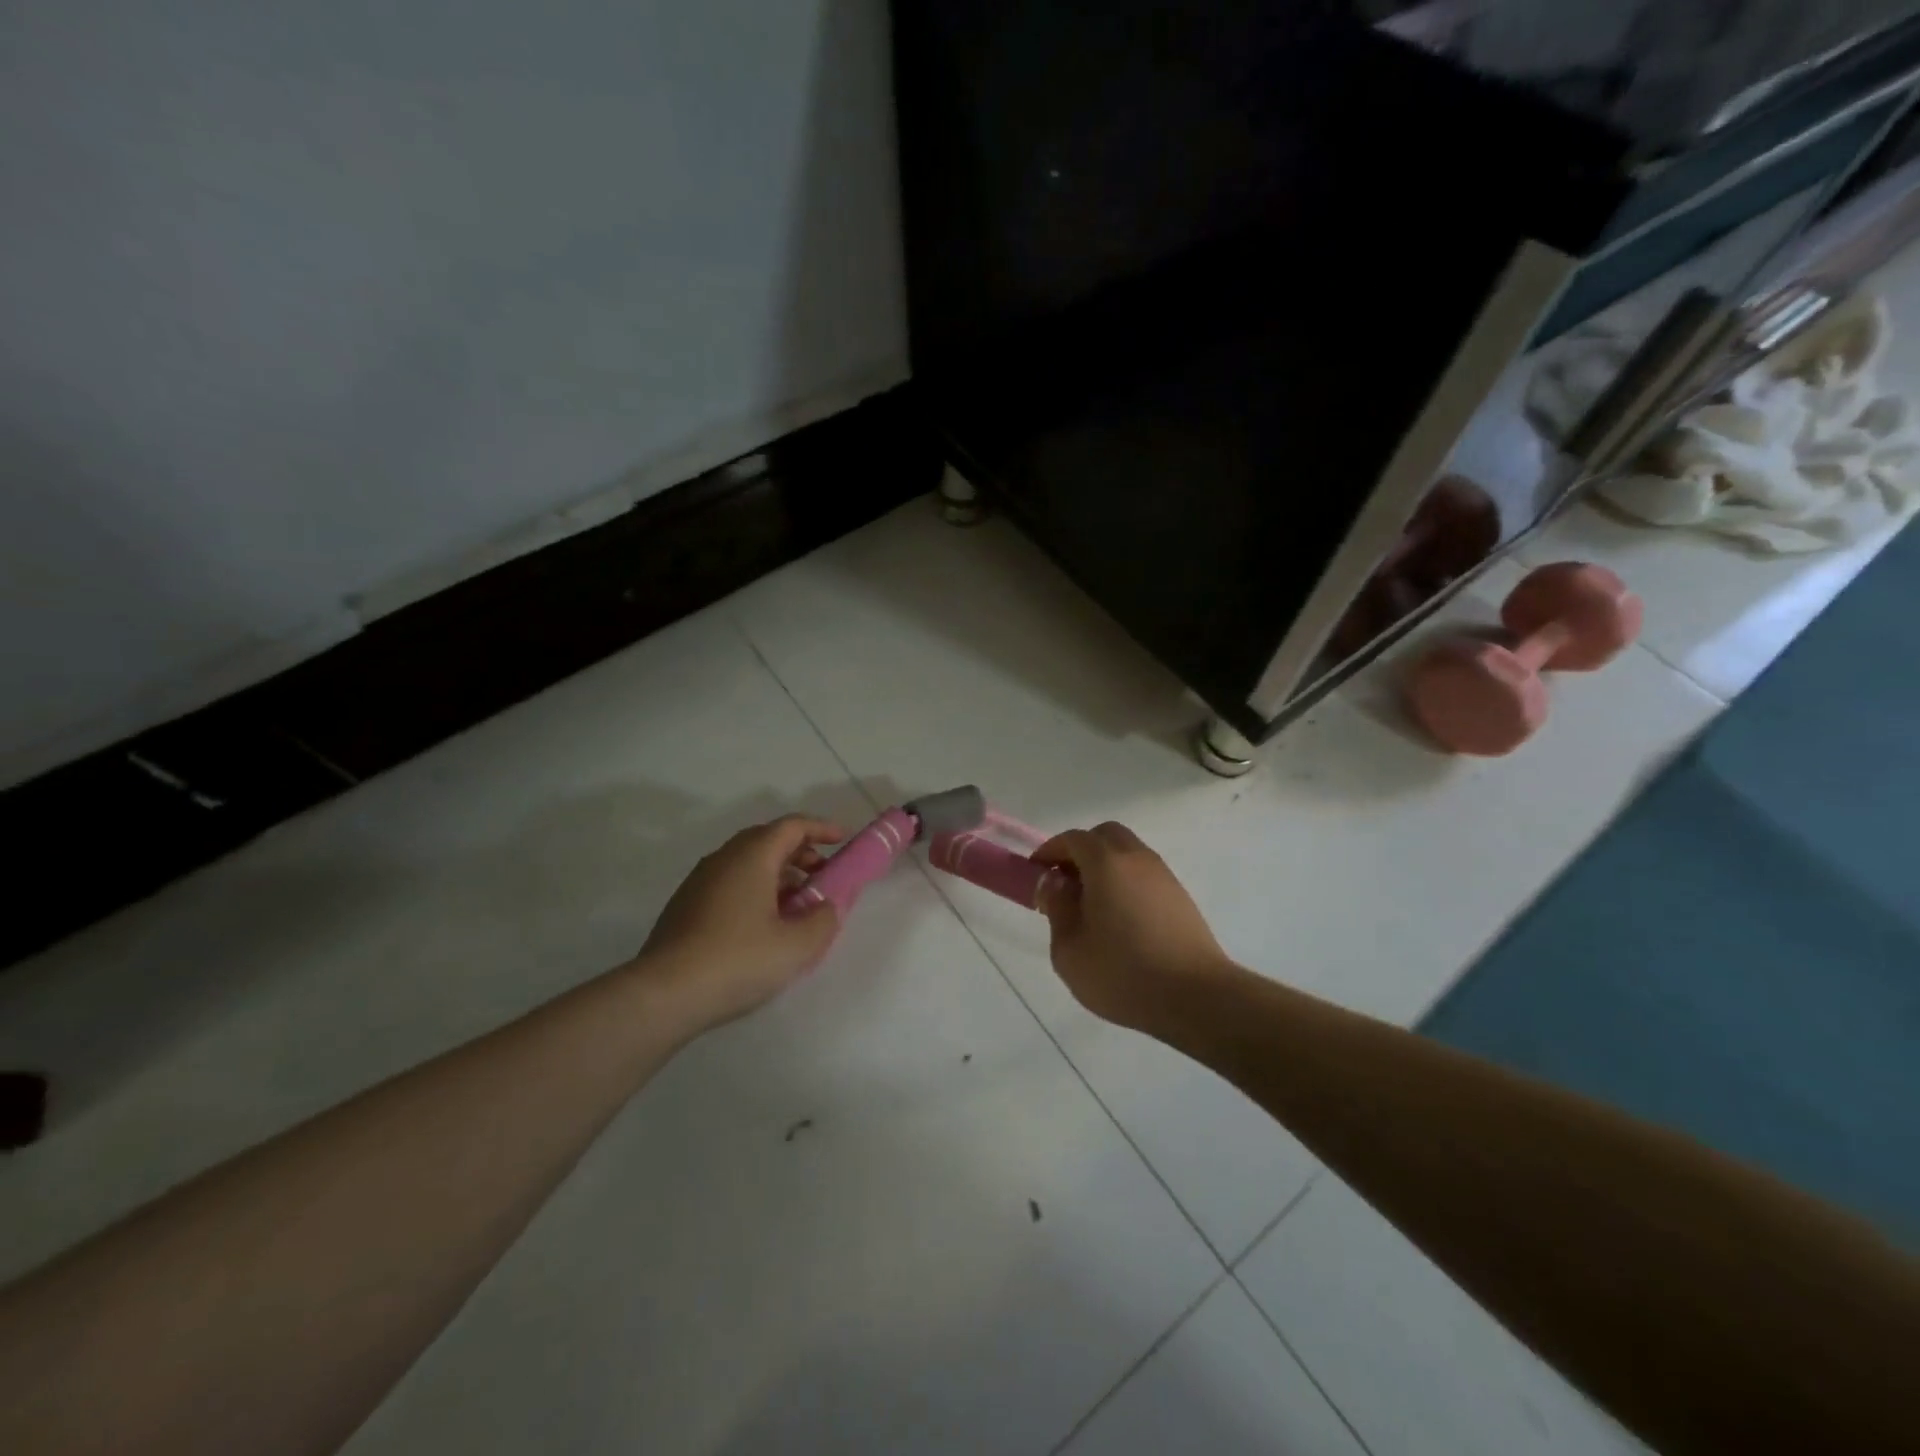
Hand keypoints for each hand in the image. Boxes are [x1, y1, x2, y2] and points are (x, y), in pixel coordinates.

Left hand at [634, 815, 845, 1031]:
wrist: (664, 994)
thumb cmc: (738, 960)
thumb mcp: (797, 946)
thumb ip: (823, 920)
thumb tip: (825, 906)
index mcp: (752, 856)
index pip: (792, 826)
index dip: (821, 828)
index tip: (843, 839)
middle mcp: (723, 859)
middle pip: (767, 840)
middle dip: (799, 852)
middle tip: (822, 874)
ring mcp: (699, 882)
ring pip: (746, 863)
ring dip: (777, 874)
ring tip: (796, 905)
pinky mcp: (685, 906)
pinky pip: (729, 883)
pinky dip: (754, 890)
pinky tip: (762, 925)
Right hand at [1033, 822, 1235, 1031]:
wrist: (1197, 998)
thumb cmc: (1123, 973)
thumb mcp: (1070, 949)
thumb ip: (1057, 908)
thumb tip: (1054, 883)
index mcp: (1106, 864)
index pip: (1074, 839)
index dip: (1050, 851)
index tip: (1036, 872)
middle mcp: (1137, 859)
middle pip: (1105, 836)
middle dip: (1080, 850)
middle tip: (1064, 882)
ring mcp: (1164, 877)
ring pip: (1128, 854)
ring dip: (1105, 866)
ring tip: (1090, 905)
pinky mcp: (1180, 898)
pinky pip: (1144, 875)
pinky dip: (1125, 882)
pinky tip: (1119, 919)